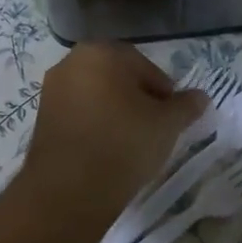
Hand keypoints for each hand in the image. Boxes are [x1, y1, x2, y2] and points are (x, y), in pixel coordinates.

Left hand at [19, 43, 208, 229]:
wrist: (69, 190)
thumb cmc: (123, 144)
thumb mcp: (166, 125)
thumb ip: (186, 106)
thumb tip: (200, 97)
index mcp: (101, 52)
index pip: (145, 67)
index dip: (164, 93)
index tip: (171, 119)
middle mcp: (71, 62)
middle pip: (117, 78)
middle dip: (138, 100)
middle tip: (154, 129)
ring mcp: (51, 90)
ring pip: (96, 96)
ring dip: (115, 113)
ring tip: (131, 143)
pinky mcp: (41, 118)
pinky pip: (78, 114)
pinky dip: (94, 125)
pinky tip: (106, 150)